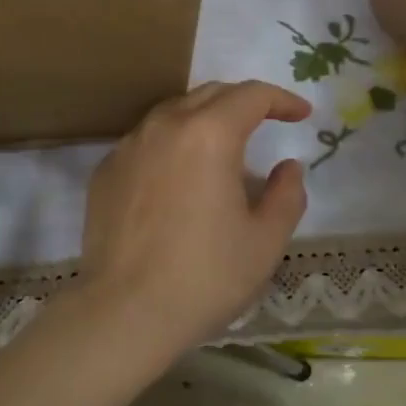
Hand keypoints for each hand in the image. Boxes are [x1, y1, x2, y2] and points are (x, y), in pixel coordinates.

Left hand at [75, 81, 309, 362]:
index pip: (251, 96)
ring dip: (203, 120)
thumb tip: (287, 167)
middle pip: (209, 94)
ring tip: (221, 149)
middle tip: (264, 124)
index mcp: (208, 135)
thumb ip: (287, 195)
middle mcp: (164, 127)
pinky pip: (145, 142)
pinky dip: (170, 145)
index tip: (301, 115)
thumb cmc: (205, 277)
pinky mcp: (105, 171)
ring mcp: (127, 147)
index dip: (282, 99)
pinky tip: (178, 177)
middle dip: (242, 103)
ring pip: (172, 113)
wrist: (124, 311)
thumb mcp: (265, 241)